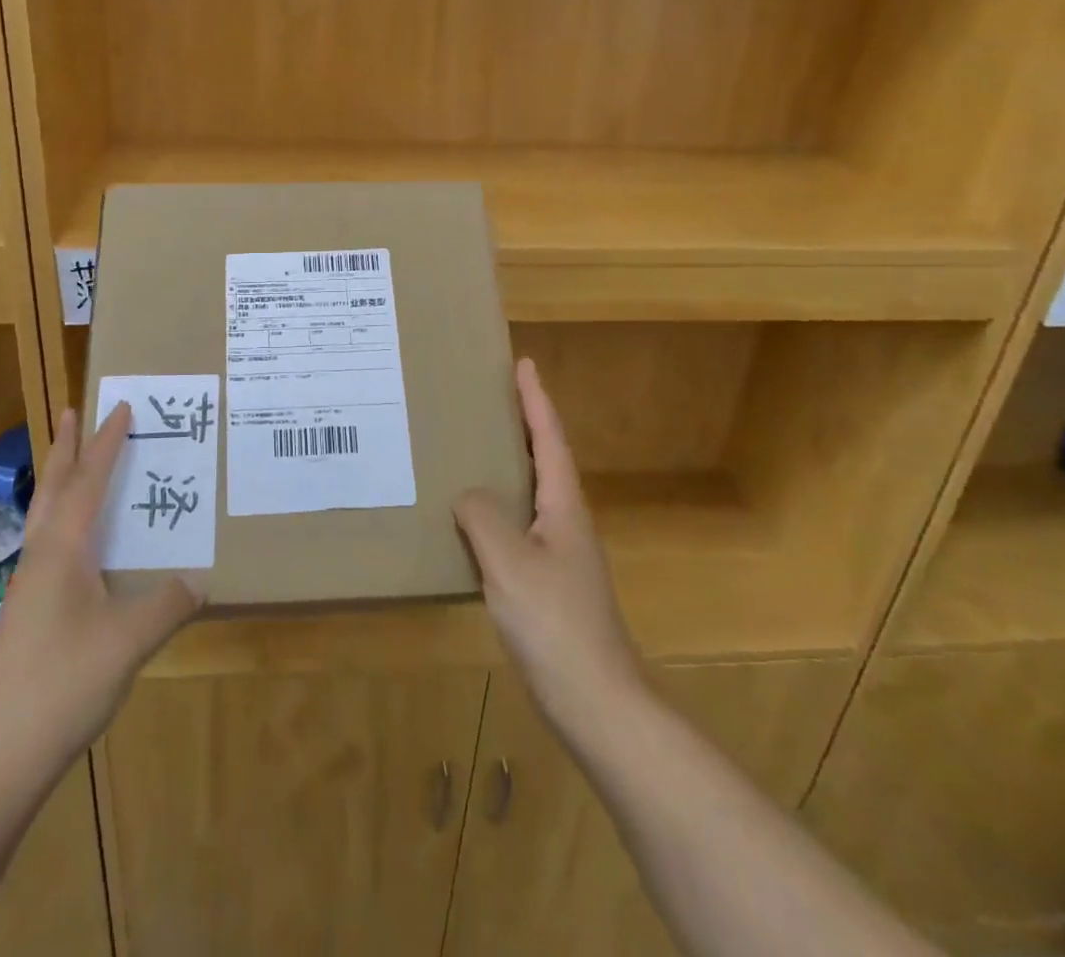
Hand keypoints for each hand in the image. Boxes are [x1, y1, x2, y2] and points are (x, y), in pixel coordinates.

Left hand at [0, 404, 202, 775]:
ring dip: (59, 479)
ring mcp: (30, 586)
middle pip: (53, 488)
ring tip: (71, 460)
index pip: (88, 482)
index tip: (121, 407)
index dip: (106, 444)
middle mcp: (42, 557)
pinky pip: (48, 543)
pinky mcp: (28, 612)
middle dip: (66, 447)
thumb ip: (167, 605)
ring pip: (44, 515)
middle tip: (72, 411)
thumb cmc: (62, 684)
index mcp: (63, 550)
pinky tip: (77, 541)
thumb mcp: (128, 642)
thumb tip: (199, 579)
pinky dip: (63, 518)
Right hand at [455, 359, 642, 747]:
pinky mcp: (549, 581)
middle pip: (544, 457)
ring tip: (476, 444)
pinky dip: (499, 504)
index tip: (524, 363)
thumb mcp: (509, 562)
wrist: (597, 702)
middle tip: (492, 395)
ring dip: (510, 461)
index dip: (535, 400)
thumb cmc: (555, 623)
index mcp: (563, 505)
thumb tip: (467, 494)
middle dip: (523, 422)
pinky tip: (474, 517)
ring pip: (532, 491)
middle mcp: (566, 520)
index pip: (547, 438)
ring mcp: (561, 552)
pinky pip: (520, 524)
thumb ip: (482, 517)